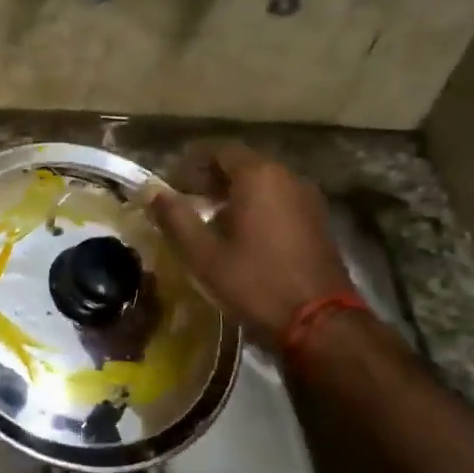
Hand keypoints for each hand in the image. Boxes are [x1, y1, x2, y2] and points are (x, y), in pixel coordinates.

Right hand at [144, 141, 355, 351]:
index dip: (190, 163)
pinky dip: (256, 206)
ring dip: (234, 193)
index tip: (171, 184)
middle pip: (242, 163)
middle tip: (186, 202)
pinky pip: (279, 199)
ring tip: (210, 220)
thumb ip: (175, 218)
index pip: (218, 150)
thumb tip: (153, 193)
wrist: (319, 322)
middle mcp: (286, 176)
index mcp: (258, 176)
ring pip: (262, 182)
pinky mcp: (318, 220)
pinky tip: (242, 235)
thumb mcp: (204, 254)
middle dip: (211, 178)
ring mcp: (307, 198)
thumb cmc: (255, 283)